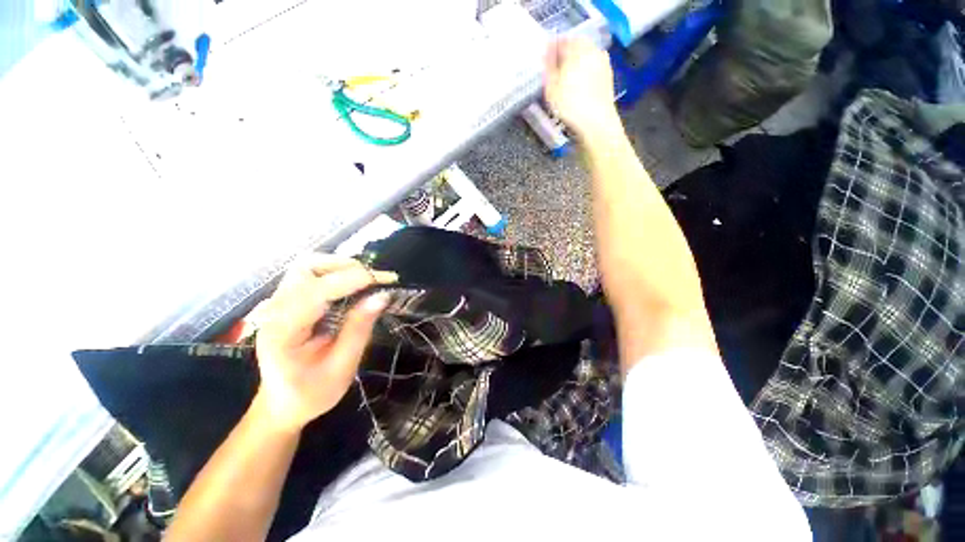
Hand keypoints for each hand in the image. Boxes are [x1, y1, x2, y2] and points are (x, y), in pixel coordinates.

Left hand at [252, 254, 397, 432]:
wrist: (282, 405)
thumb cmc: (311, 394)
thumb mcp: (341, 367)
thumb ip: (359, 329)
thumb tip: (381, 296)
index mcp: (283, 331)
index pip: (317, 291)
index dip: (353, 280)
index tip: (385, 281)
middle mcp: (275, 310)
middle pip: (307, 268)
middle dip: (346, 268)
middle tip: (376, 280)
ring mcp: (278, 304)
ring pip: (308, 266)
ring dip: (341, 267)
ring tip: (366, 281)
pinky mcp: (288, 302)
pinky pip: (311, 275)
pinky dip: (336, 273)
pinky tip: (353, 286)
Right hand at [544, 38, 620, 137]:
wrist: (596, 123)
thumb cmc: (571, 105)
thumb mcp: (551, 87)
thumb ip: (548, 67)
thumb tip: (546, 51)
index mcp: (578, 48)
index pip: (563, 40)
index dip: (552, 47)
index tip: (545, 56)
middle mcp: (593, 51)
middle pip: (577, 45)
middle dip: (565, 53)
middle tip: (554, 67)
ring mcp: (603, 64)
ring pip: (586, 57)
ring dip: (575, 63)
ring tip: (565, 77)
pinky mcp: (608, 78)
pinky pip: (592, 68)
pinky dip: (584, 73)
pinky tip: (577, 86)